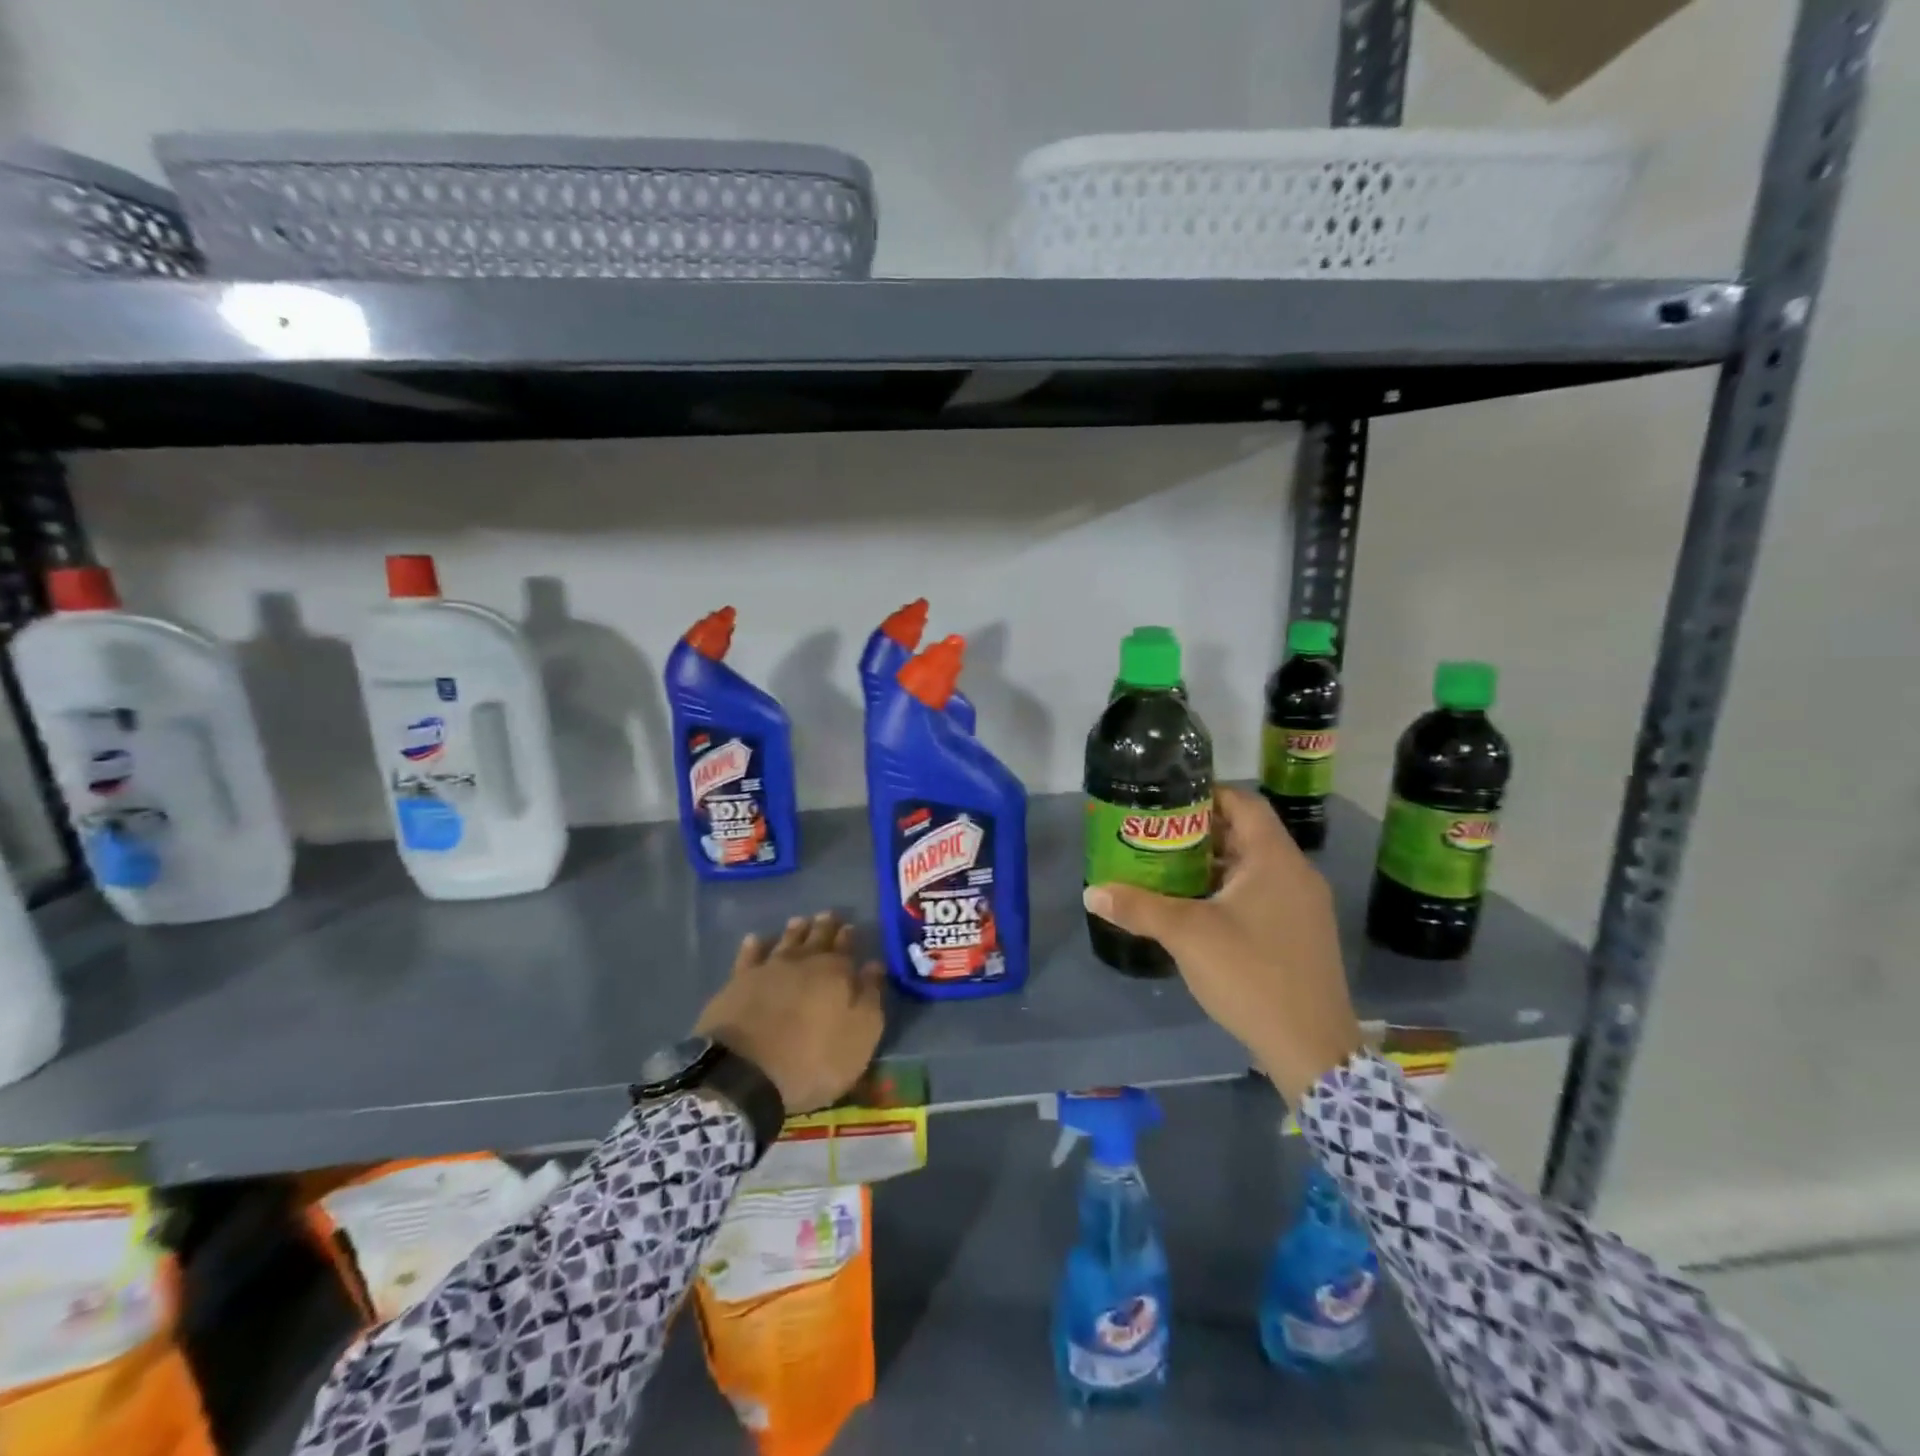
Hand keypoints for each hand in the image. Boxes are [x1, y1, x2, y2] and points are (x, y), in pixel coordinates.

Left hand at [695, 912, 886, 1114]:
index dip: (848, 937)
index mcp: (836, 973)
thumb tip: (875, 965)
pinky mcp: (738, 983)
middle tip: (828, 914)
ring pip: (785, 941)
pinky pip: (748, 957)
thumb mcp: (860, 1036)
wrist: (746, 1073)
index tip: (850, 927)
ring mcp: (768, 970)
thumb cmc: (813, 1060)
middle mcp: (803, 962)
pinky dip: (754, 946)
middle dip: (824, 926)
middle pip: (816, 938)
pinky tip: (755, 939)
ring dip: (794, 931)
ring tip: (800, 920)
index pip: (845, 948)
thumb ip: (870, 997)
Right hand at [1083, 786, 1361, 1103]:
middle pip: (1246, 833)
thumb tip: (1091, 892)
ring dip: (1214, 864)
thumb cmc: (1250, 974)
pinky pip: (1263, 893)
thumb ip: (1138, 908)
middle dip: (1200, 831)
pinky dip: (1230, 890)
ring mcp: (1304, 905)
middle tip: (1157, 836)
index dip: (1205, 794)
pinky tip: (1198, 909)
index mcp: (1274, 859)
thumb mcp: (1187, 935)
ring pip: (1254, 866)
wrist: (1311, 1047)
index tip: (1166, 801)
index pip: (1243, 802)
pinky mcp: (1302, 933)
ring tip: (1168, 869)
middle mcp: (1296, 873)